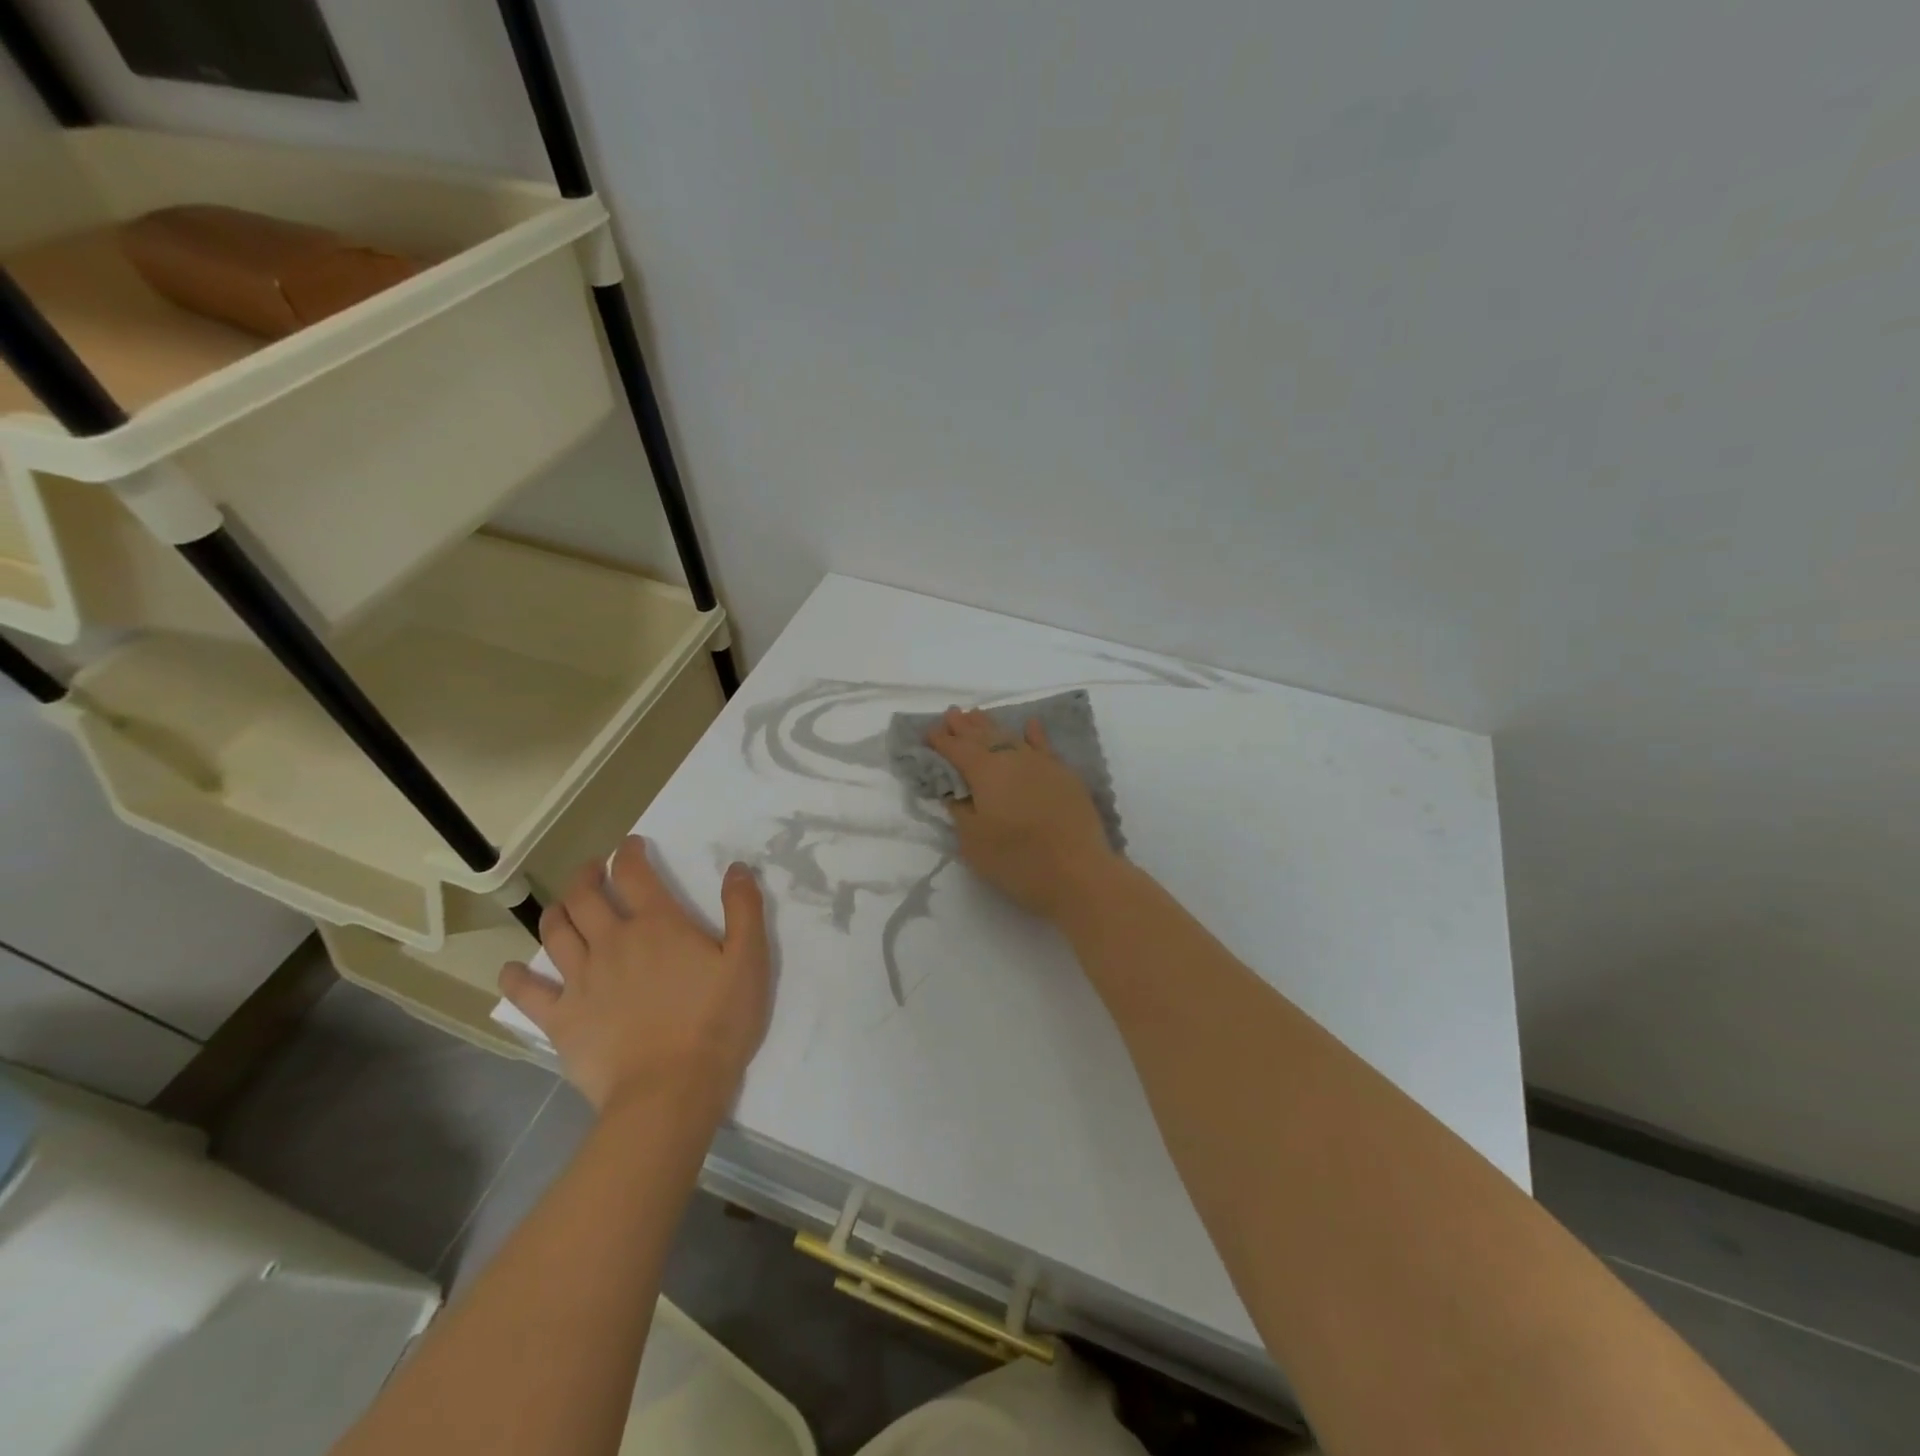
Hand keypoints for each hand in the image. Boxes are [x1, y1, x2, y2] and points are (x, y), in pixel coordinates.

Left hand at [499, 836, 770, 1115]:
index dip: (629, 853)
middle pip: (586, 896)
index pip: (634, 873)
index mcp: (657, 924)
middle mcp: (613, 942)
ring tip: (563, 907)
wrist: (671, 1090)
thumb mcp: (749, 960)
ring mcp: (582, 980)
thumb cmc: (717, 1022)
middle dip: (586, 875)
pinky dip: (517, 977)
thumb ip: (744, 909)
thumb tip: (737, 868)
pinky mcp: (562, 1018)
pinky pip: (528, 992)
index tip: (630, 845)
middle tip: (592, 870)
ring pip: (556, 932)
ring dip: (557, 911)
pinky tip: (514, 971)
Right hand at [927, 706, 1119, 919]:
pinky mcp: (1064, 775)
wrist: (1078, 872)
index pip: (957, 749)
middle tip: (952, 714)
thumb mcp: (973, 842)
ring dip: (992, 725)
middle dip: (965, 726)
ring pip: (1011, 736)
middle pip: (983, 736)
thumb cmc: (1016, 860)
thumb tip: (955, 792)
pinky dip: (1034, 734)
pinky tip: (1030, 725)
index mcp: (984, 772)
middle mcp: (1012, 758)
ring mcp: (1041, 764)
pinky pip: (1044, 746)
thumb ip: (960, 811)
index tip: (928, 732)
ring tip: (978, 715)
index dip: (941, 740)